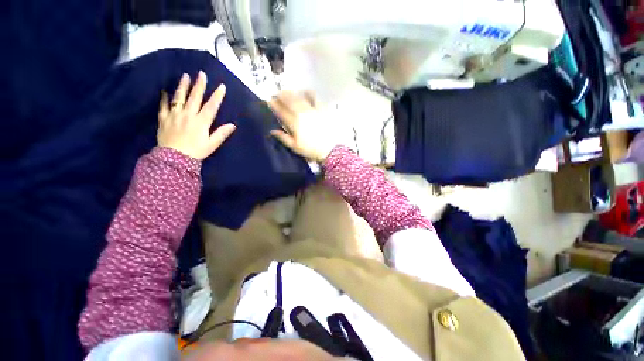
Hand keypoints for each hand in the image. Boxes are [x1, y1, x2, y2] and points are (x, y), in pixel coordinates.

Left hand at [158, 71, 235, 159]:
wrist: (174, 159)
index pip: (211, 106)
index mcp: (201, 121)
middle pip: (195, 97)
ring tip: (185, 76)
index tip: (221, 86)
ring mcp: (174, 115)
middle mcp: (188, 115)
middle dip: (199, 85)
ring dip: (182, 86)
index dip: (217, 96)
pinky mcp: (164, 119)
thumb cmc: (196, 151)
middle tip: (201, 73)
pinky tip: (164, 90)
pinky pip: (163, 105)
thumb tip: (233, 125)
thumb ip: (221, 133)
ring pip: (179, 97)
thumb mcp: (212, 144)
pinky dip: (164, 97)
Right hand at [268, 91, 336, 161]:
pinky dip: (308, 93)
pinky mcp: (321, 109)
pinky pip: (314, 98)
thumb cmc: (310, 149)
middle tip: (277, 94)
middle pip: (289, 101)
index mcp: (294, 124)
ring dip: (291, 93)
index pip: (281, 111)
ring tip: (287, 92)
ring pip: (299, 98)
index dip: (274, 105)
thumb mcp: (295, 147)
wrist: (328, 149)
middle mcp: (301, 114)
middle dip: (281, 96)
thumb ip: (283, 137)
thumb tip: (272, 130)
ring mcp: (311, 110)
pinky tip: (305, 92)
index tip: (269, 101)